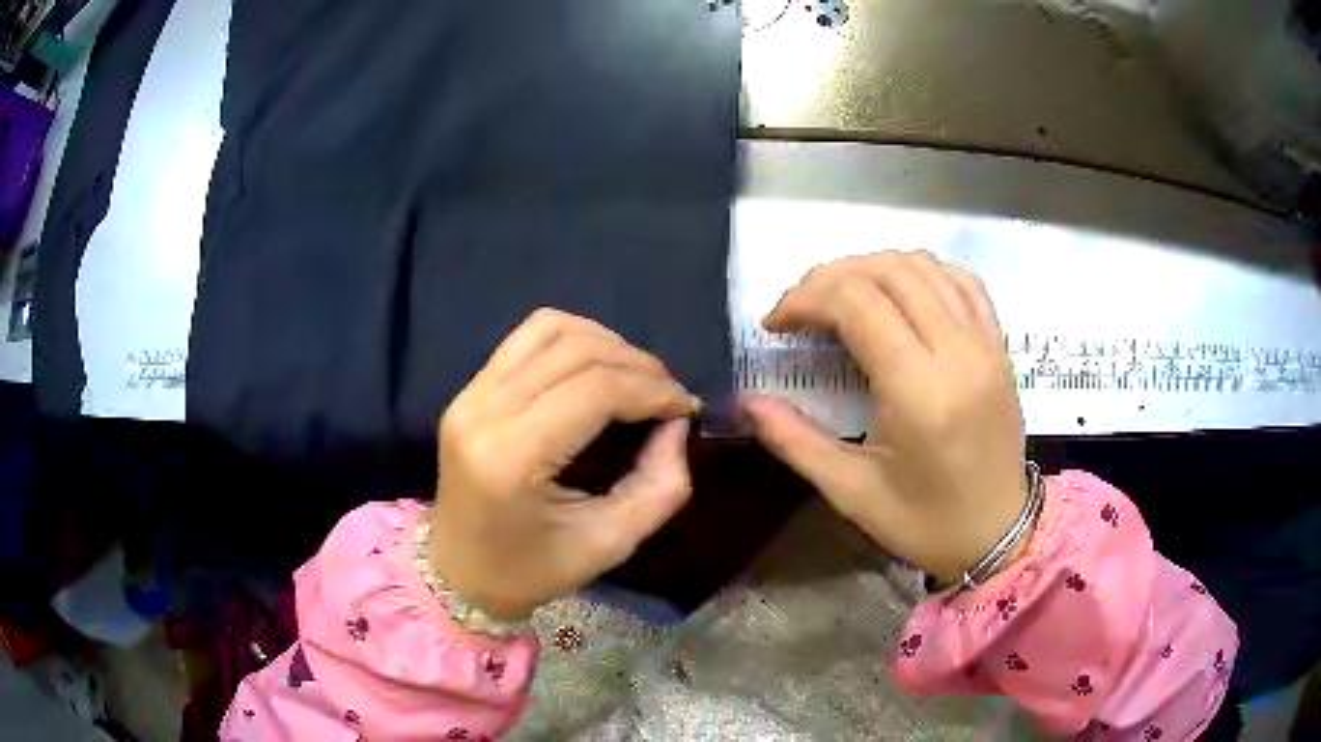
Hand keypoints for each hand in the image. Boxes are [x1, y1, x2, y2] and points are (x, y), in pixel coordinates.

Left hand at [427, 309, 700, 619]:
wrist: (458, 574)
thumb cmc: (530, 571)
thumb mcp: (608, 545)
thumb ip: (659, 486)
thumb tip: (677, 424)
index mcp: (510, 458)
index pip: (595, 390)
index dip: (652, 389)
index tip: (687, 408)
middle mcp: (483, 411)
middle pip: (576, 350)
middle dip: (637, 365)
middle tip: (669, 396)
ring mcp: (469, 393)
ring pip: (551, 328)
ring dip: (606, 343)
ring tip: (636, 379)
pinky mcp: (468, 389)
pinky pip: (528, 337)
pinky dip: (574, 340)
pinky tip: (597, 369)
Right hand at [741, 252, 1027, 583]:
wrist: (997, 534)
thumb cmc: (923, 522)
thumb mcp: (850, 491)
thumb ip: (793, 439)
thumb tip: (745, 401)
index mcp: (920, 392)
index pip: (857, 303)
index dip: (805, 299)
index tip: (776, 325)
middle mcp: (958, 353)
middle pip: (887, 272)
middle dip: (830, 278)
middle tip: (800, 310)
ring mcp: (985, 343)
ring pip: (923, 266)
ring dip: (872, 268)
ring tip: (841, 298)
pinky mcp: (999, 345)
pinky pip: (961, 281)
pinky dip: (921, 272)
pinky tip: (899, 292)